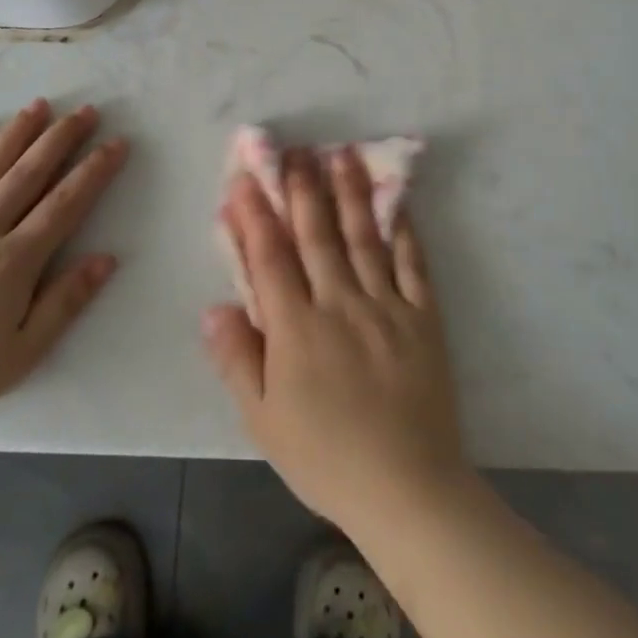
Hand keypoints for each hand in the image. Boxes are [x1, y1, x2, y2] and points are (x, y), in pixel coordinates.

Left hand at [0, 99, 127, 443]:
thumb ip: (65, 303)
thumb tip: (106, 258)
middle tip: (85, 110)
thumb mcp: (20, 355)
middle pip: (28, 174)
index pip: (64, 204)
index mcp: (12, 262)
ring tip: (38, 106)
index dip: (94, 171)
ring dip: (15, 134)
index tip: (117, 142)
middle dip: (60, 139)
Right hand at [205, 148, 469, 540]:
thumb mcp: (264, 420)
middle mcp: (340, 303)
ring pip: (363, 237)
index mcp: (297, 328)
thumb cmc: (325, 457)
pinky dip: (403, 229)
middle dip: (303, 189)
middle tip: (296, 150)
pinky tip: (396, 201)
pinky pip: (412, 263)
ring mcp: (386, 305)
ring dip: (350, 193)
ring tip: (342, 154)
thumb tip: (214, 306)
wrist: (407, 487)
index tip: (247, 178)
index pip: (270, 258)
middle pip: (317, 235)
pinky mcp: (423, 316)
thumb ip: (237, 359)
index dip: (256, 215)